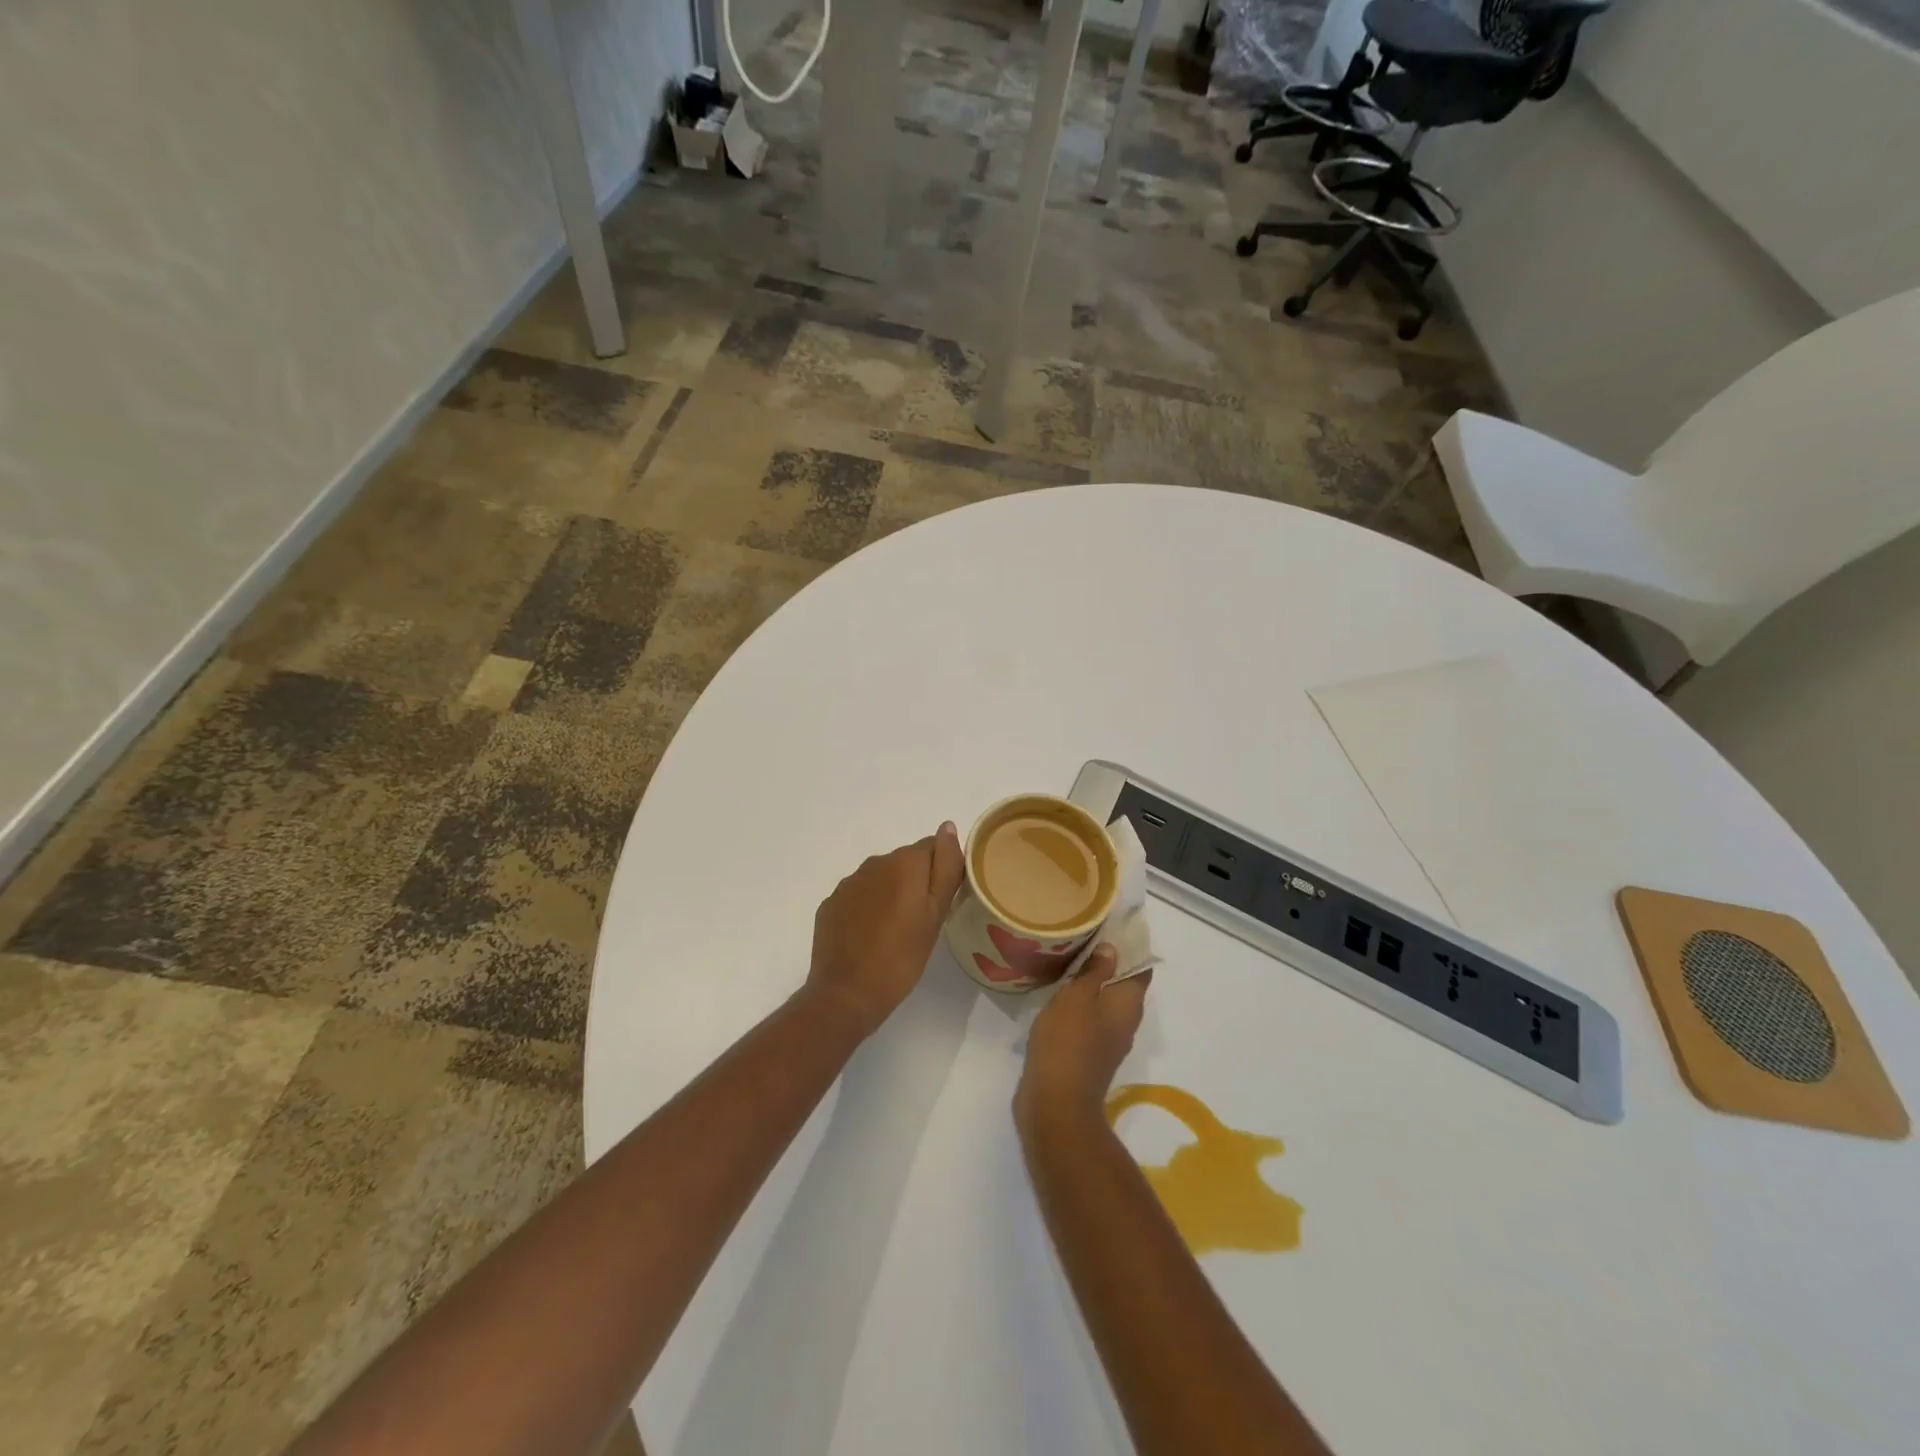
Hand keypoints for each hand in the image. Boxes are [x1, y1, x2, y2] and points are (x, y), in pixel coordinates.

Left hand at [805, 824, 964, 1036]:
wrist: (846, 994)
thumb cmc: (902, 957)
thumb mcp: (936, 914)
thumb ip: (945, 866)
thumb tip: (948, 826)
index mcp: (904, 862)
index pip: (933, 847)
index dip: (941, 872)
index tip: (942, 901)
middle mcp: (874, 863)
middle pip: (906, 862)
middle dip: (916, 883)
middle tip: (922, 922)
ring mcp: (848, 883)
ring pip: (881, 879)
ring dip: (891, 895)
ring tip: (896, 932)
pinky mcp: (830, 904)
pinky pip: (858, 896)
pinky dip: (867, 909)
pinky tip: (870, 937)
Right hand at [1016, 946, 1150, 1124]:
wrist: (1055, 1103)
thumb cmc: (1068, 1042)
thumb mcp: (1078, 997)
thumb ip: (1095, 971)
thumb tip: (1111, 949)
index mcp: (1129, 1004)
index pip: (1140, 968)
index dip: (1130, 947)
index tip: (1111, 926)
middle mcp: (1125, 1022)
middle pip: (1123, 985)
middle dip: (1107, 962)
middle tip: (1083, 938)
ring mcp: (1107, 1041)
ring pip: (1104, 1003)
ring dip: (1090, 984)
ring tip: (1067, 961)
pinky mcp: (1088, 1055)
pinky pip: (1089, 1020)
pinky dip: (1078, 1005)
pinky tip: (1057, 995)